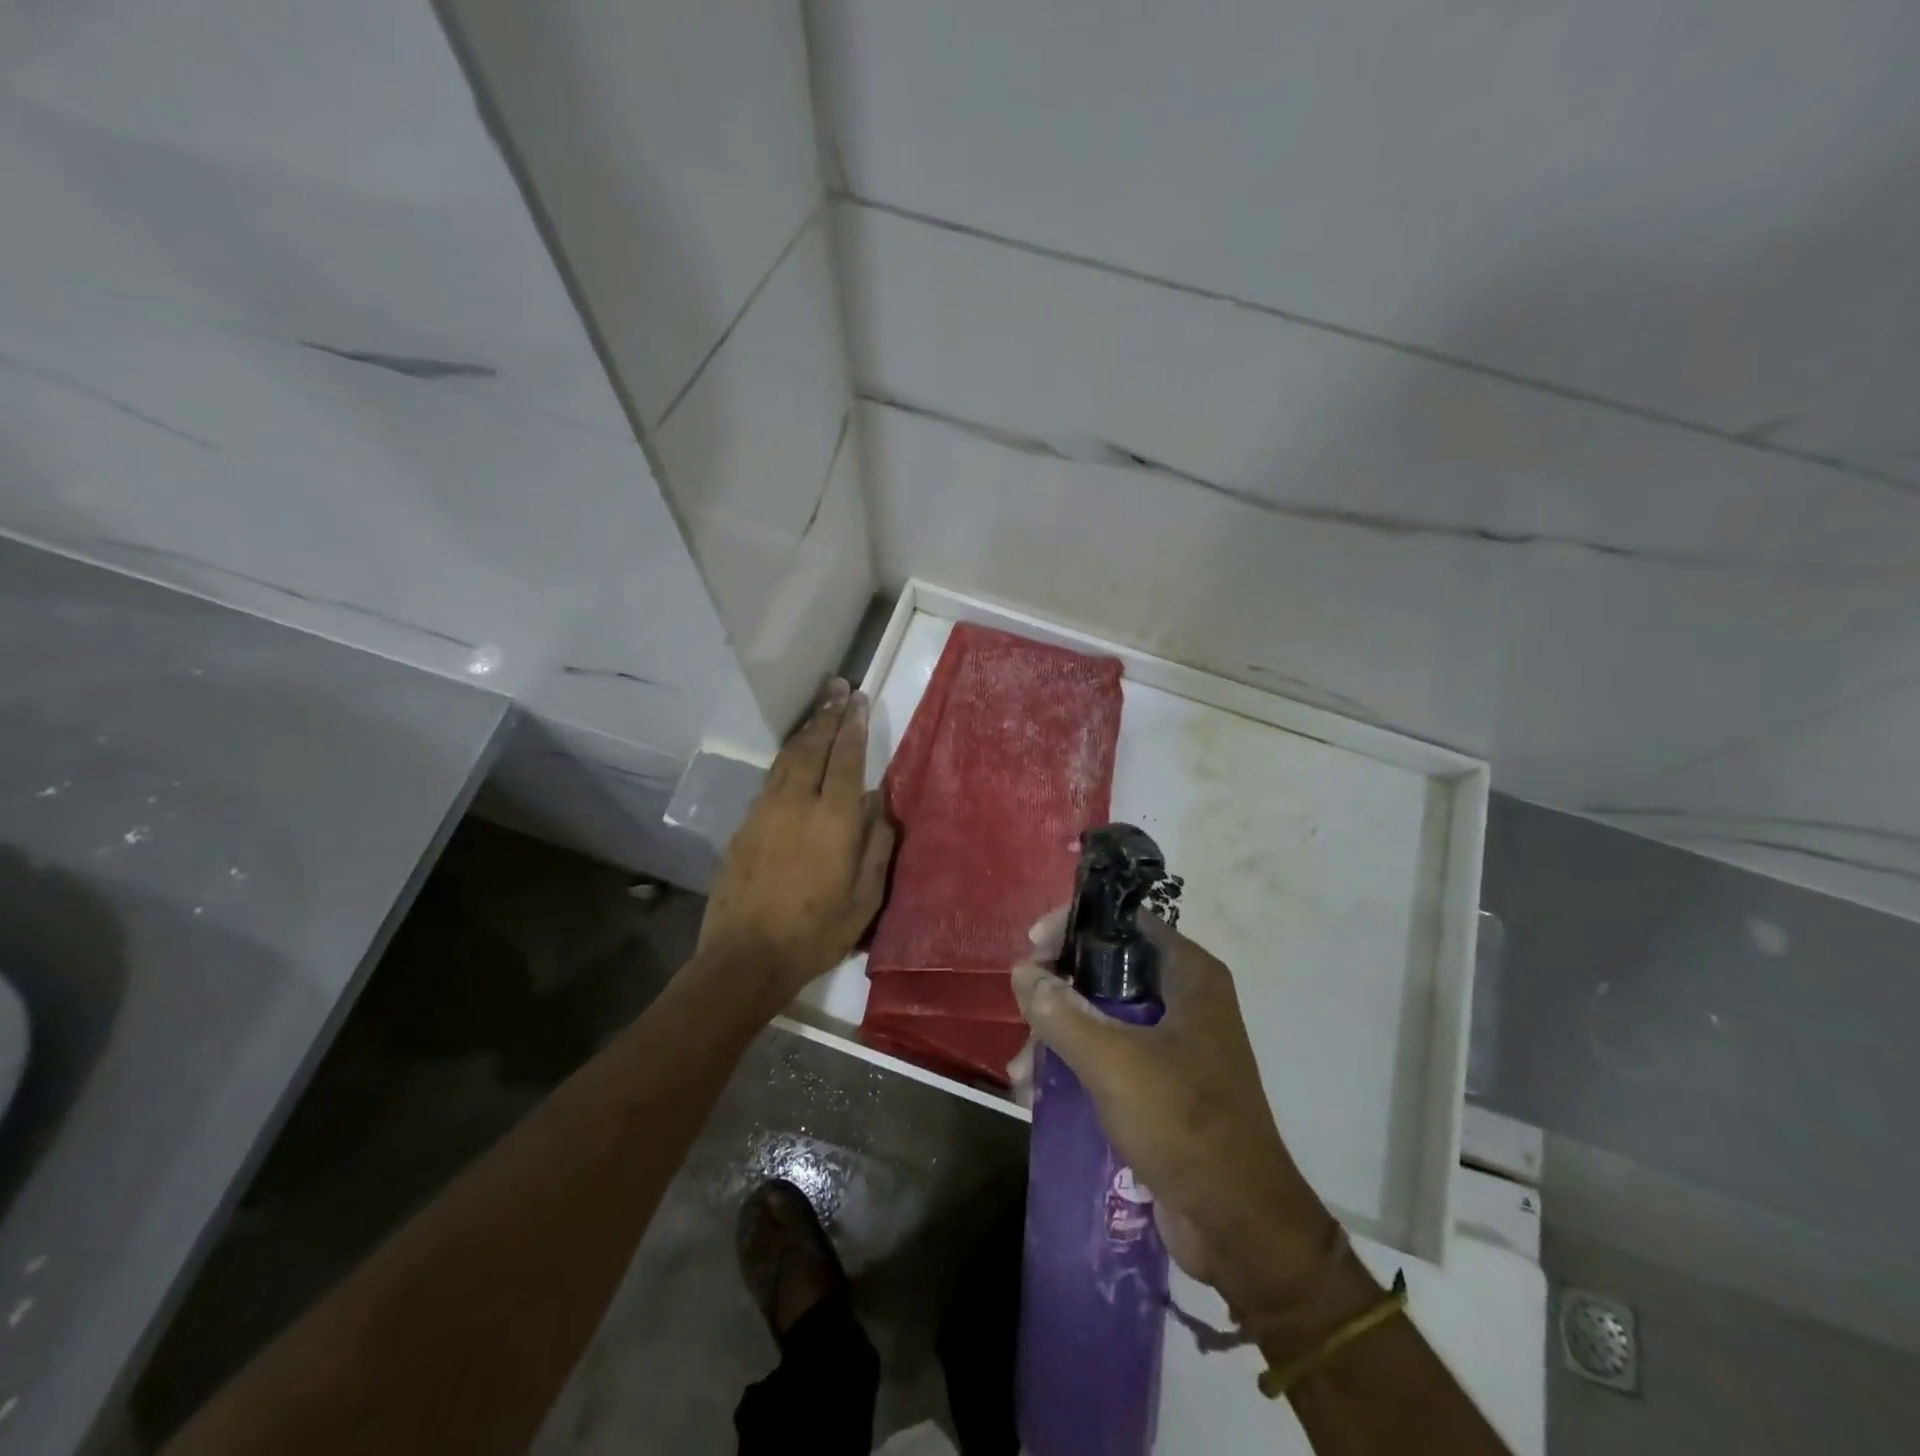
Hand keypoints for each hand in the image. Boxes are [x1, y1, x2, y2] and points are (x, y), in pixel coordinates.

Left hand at [696, 680, 893, 1014]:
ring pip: (788, 758)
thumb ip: (876, 845)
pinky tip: (793, 756)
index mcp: (834, 819)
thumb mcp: (865, 898)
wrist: (744, 957)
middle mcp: (797, 803)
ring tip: (820, 710)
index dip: (854, 727)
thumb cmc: (816, 933)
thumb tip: (879, 805)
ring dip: (806, 731)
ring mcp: (765, 811)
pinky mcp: (744, 825)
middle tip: (838, 687)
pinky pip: (771, 778)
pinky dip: (786, 758)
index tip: (860, 700)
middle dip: (828, 715)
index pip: (847, 759)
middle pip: (813, 747)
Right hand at [1012, 911, 1339, 1319]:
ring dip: (1058, 1036)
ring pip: (1103, 1016)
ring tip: (1022, 1072)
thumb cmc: (1183, 1122)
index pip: (1125, 922)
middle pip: (1107, 969)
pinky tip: (1037, 1091)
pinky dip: (1075, 1065)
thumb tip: (1023, 972)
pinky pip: (1110, 1056)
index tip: (1033, 947)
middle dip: (1058, 993)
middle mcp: (1185, 999)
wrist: (1238, 1225)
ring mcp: (1175, 1043)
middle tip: (1020, 1013)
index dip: (1076, 925)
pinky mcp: (1163, 1084)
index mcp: (1189, 975)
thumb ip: (1062, 1012)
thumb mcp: (1114, 1061)